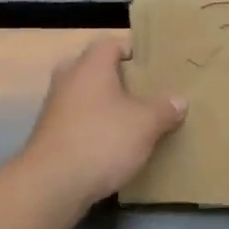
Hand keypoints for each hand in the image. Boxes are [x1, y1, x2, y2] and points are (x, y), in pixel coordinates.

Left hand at [17, 37, 186, 213]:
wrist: (52, 185)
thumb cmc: (102, 140)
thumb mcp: (145, 124)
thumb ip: (164, 109)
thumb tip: (178, 100)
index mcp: (91, 65)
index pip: (111, 43)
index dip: (133, 51)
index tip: (153, 66)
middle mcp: (68, 79)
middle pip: (94, 68)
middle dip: (117, 79)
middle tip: (142, 92)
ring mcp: (54, 108)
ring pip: (84, 96)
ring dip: (104, 105)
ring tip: (132, 120)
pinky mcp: (49, 136)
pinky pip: (77, 121)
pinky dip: (93, 127)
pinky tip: (112, 145)